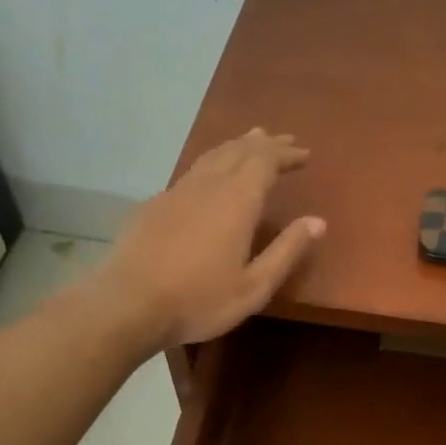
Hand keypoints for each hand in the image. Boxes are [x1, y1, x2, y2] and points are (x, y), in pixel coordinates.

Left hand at [85, 128, 323, 350]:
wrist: (128, 304)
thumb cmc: (200, 300)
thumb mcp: (255, 286)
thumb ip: (286, 251)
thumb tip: (317, 222)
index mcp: (236, 201)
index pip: (265, 161)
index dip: (285, 154)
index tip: (303, 153)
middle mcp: (208, 185)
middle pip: (239, 150)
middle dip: (265, 144)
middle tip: (284, 141)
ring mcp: (177, 191)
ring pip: (212, 155)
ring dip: (236, 146)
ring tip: (251, 140)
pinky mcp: (154, 204)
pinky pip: (192, 171)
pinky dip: (212, 163)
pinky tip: (211, 175)